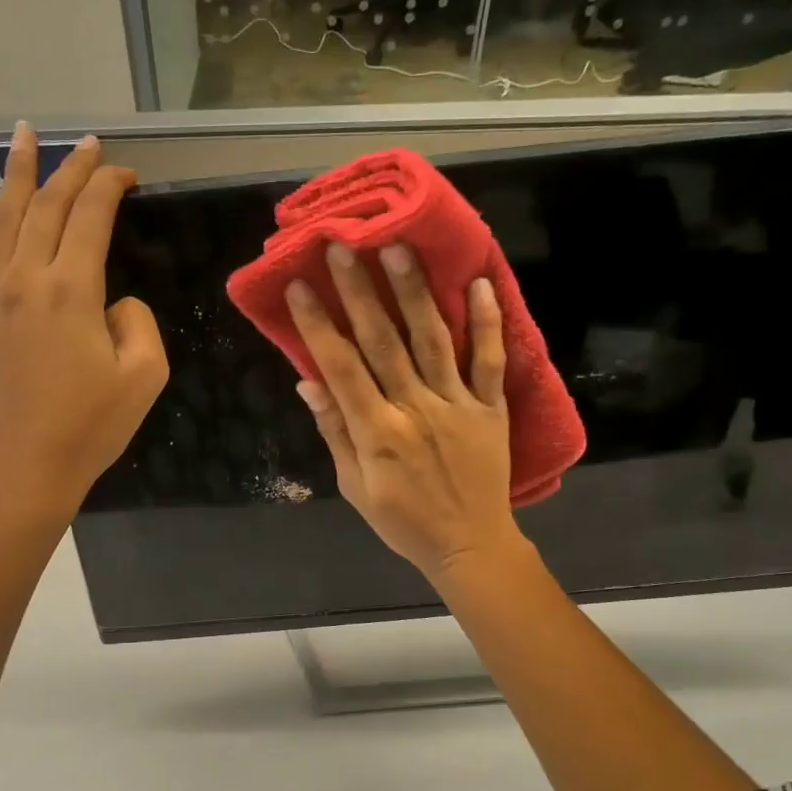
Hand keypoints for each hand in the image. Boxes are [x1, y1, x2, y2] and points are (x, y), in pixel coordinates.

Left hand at [0, 124, 167, 525]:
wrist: (22, 470)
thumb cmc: (89, 428)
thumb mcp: (144, 376)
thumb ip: (137, 321)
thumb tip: (113, 301)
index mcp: (71, 290)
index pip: (90, 216)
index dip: (109, 186)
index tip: (126, 173)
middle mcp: (25, 280)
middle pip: (44, 206)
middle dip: (69, 169)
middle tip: (87, 144)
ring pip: (2, 220)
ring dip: (15, 175)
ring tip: (22, 136)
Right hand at [288, 242, 521, 579]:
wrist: (469, 545)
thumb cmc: (403, 521)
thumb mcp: (355, 487)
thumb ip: (335, 433)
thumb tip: (308, 382)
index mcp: (377, 431)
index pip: (341, 367)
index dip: (319, 324)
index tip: (300, 286)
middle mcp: (416, 408)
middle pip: (384, 342)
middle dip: (360, 291)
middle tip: (343, 245)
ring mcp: (457, 405)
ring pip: (433, 340)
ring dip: (415, 292)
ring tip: (399, 248)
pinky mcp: (491, 408)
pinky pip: (491, 361)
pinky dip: (488, 322)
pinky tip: (479, 283)